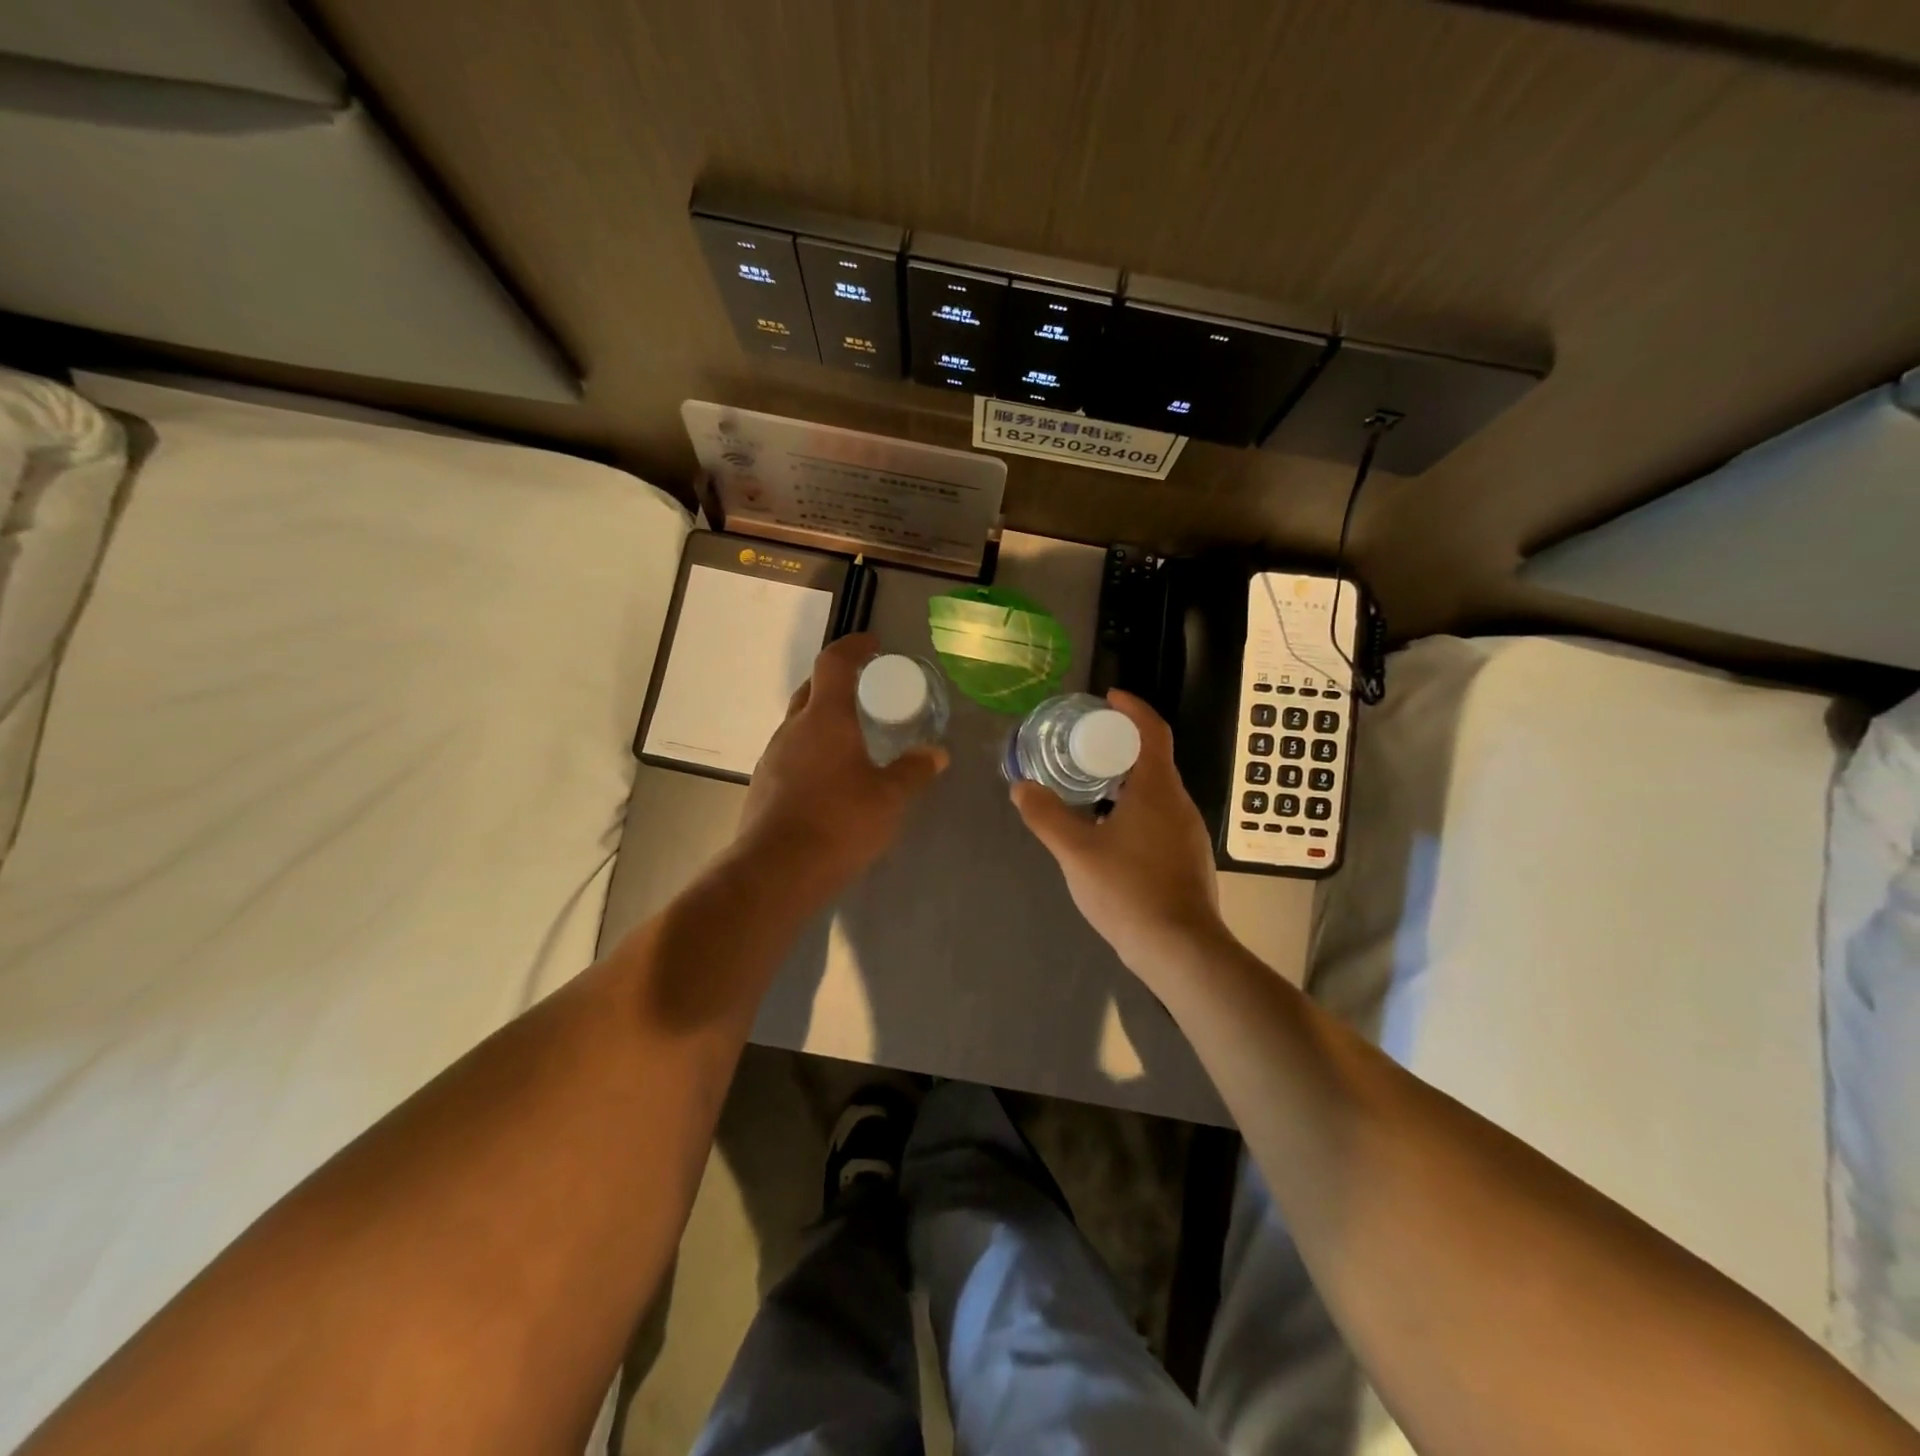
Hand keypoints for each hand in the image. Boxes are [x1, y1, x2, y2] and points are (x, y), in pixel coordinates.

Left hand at [735, 634, 947, 896]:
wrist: (776, 871)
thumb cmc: (839, 822)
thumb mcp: (889, 798)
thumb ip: (914, 771)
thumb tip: (936, 755)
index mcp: (825, 718)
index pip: (834, 663)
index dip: (853, 646)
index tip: (872, 644)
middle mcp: (793, 729)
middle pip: (811, 690)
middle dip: (836, 682)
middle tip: (865, 692)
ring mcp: (772, 757)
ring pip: (799, 725)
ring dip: (823, 722)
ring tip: (852, 740)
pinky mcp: (763, 786)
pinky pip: (791, 755)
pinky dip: (812, 753)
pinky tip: (830, 780)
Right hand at [1011, 691, 1229, 977]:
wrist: (1180, 949)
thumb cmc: (1128, 890)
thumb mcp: (1076, 852)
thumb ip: (1046, 816)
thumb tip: (1020, 787)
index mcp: (1157, 789)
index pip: (1152, 730)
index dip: (1132, 708)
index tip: (1107, 698)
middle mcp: (1179, 803)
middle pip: (1153, 758)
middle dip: (1120, 745)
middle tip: (1083, 744)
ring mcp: (1187, 832)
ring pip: (1156, 791)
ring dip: (1125, 779)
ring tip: (1088, 785)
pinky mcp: (1187, 857)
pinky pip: (1159, 816)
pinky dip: (1133, 807)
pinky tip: (1107, 830)